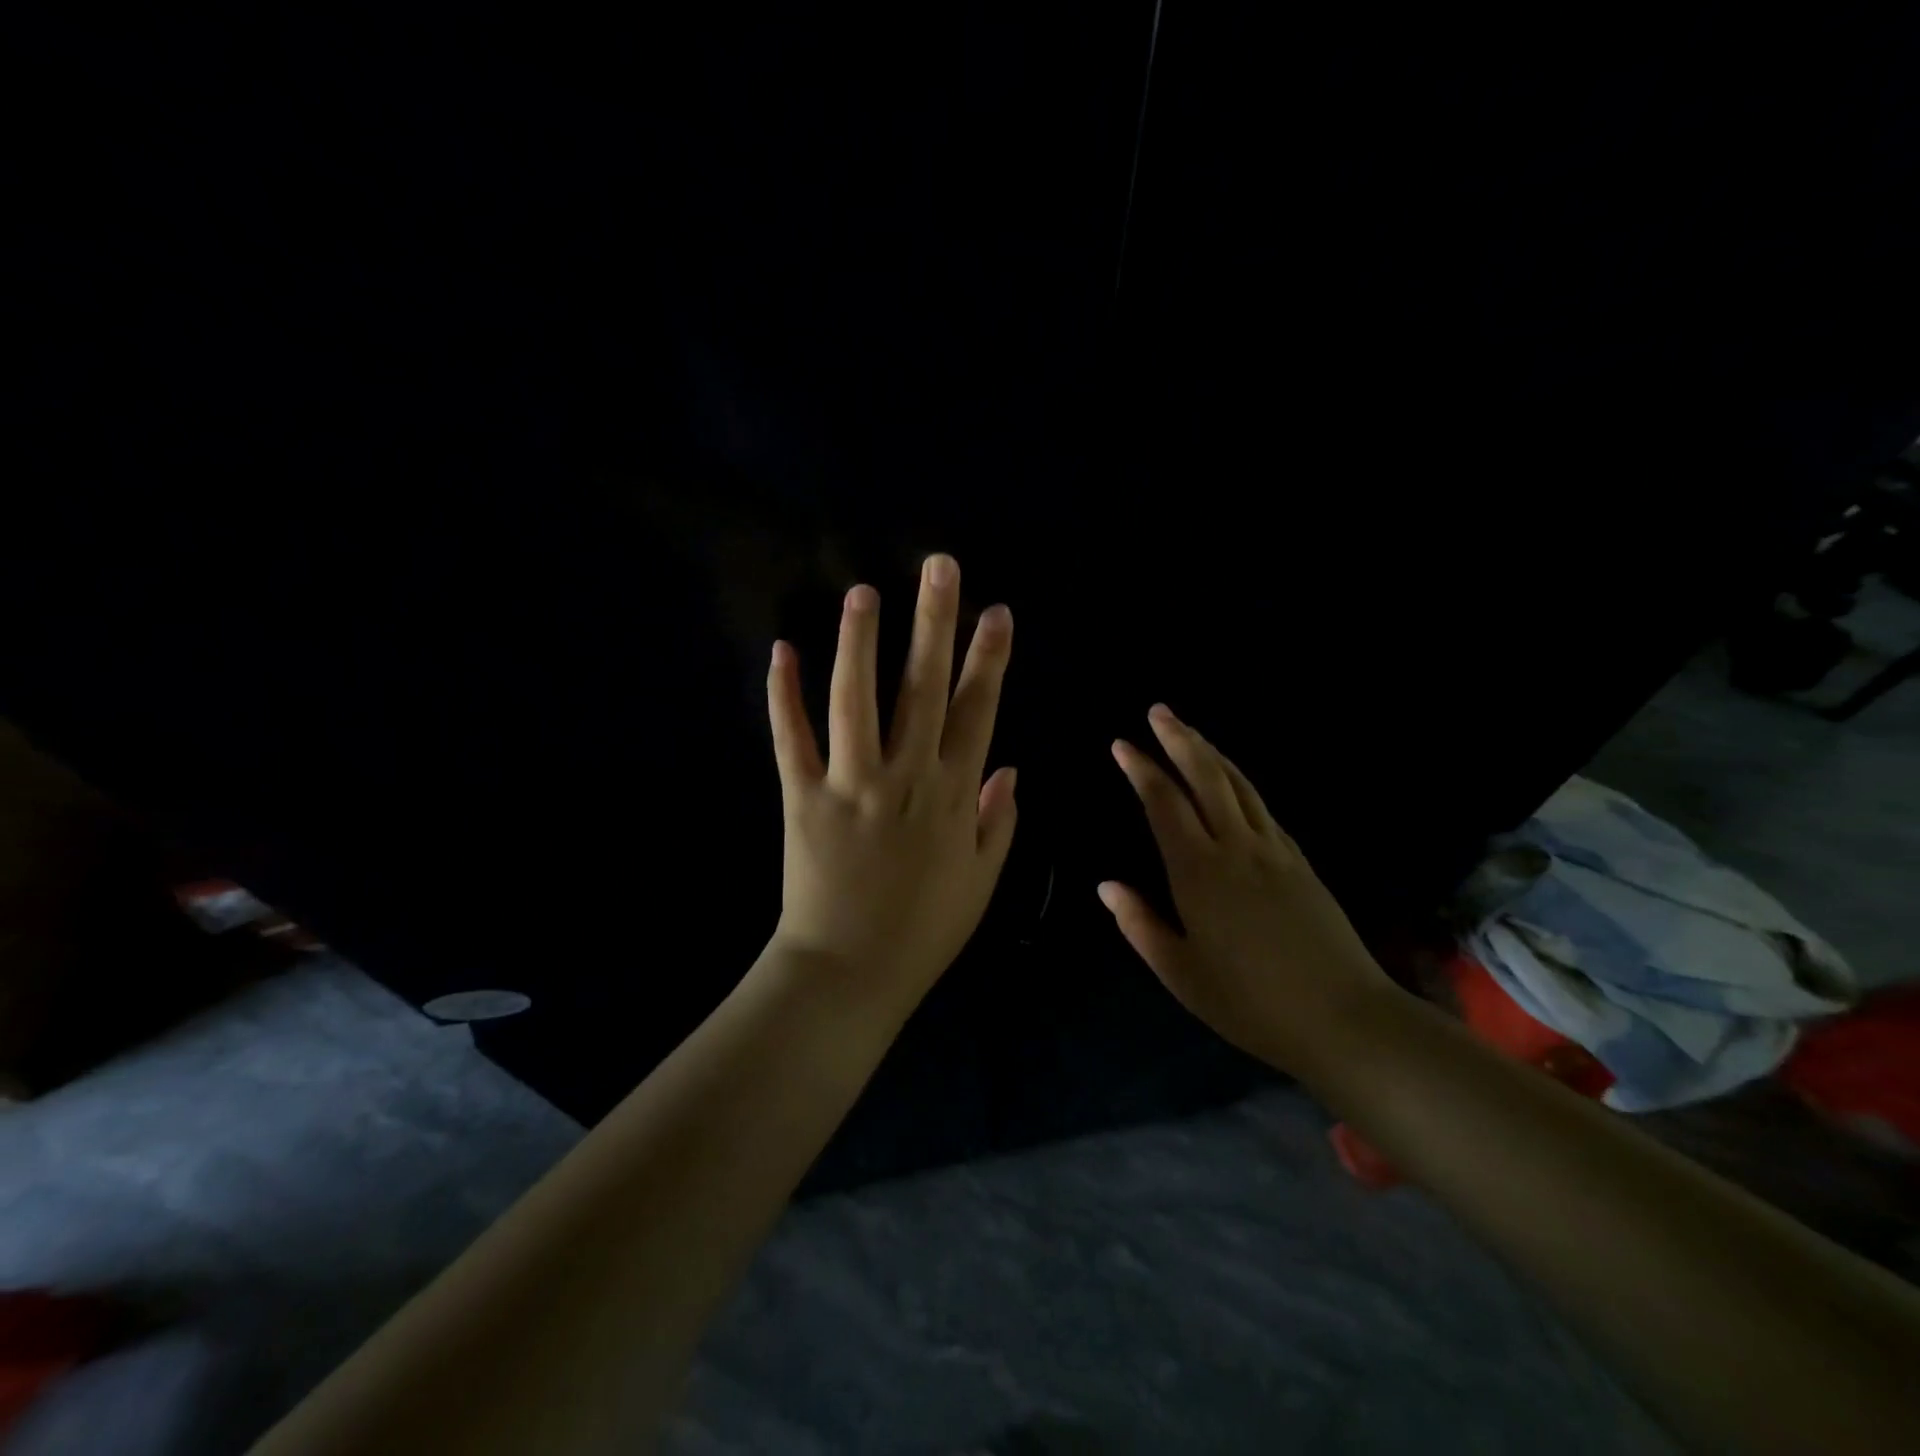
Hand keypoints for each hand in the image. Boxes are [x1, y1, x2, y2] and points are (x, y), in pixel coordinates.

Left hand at [764, 553, 1016, 1014]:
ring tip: (864, 591)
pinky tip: (782, 650)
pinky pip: (791, 738)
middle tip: (939, 567)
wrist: (850, 973)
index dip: (989, 659)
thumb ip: (999, 821)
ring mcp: (850, 784)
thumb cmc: (923, 931)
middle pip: (923, 688)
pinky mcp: (801, 797)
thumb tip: (1012, 768)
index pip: (977, 711)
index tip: (997, 612)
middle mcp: (905, 777)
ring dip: (861, 642)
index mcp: (953, 795)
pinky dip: (784, 695)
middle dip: (935, 623)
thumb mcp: (981, 881)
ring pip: (856, 699)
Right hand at [1099, 705, 1394, 1075]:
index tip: (1122, 744)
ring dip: (1210, 753)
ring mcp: (1273, 850)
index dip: (1142, 770)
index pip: (1164, 804)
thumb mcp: (1180, 973)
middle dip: (1179, 740)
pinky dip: (1238, 781)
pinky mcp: (1299, 861)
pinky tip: (1231, 782)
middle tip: (1158, 712)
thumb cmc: (1250, 1001)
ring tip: (1189, 732)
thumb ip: (1140, 925)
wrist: (1344, 1017)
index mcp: (1199, 872)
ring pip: (1238, 785)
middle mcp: (1236, 847)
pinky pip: (1261, 806)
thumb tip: (1107, 886)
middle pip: (1205, 777)